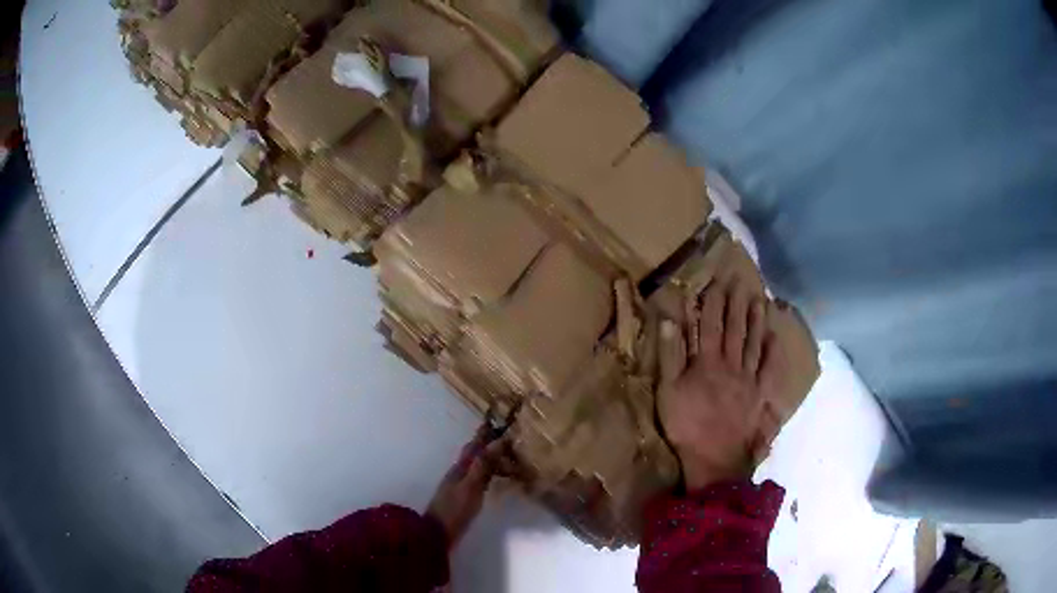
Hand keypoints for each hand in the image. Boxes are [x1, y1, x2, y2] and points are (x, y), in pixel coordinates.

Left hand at [426, 426, 515, 547]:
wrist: (437, 534)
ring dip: (488, 457)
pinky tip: (494, 477)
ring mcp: (459, 486)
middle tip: (505, 435)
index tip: (495, 420)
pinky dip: (488, 472)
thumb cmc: (454, 510)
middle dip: (487, 443)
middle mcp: (458, 473)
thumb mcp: (470, 487)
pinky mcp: (462, 498)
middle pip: (474, 454)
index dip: (484, 434)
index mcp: (460, 468)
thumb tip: (497, 441)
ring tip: (504, 454)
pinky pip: (478, 478)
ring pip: (476, 465)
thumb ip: (482, 466)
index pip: (474, 446)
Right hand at [657, 279, 785, 490]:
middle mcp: (731, 364)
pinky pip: (768, 369)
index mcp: (707, 362)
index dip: (714, 302)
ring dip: (756, 320)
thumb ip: (669, 356)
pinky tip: (775, 337)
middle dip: (737, 303)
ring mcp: (748, 379)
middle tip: (742, 282)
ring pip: (753, 343)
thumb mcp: (668, 392)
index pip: (711, 325)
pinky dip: (772, 352)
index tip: (717, 281)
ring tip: (759, 299)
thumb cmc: (686, 426)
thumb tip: (669, 321)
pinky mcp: (759, 395)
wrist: (714, 457)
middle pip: (735, 329)